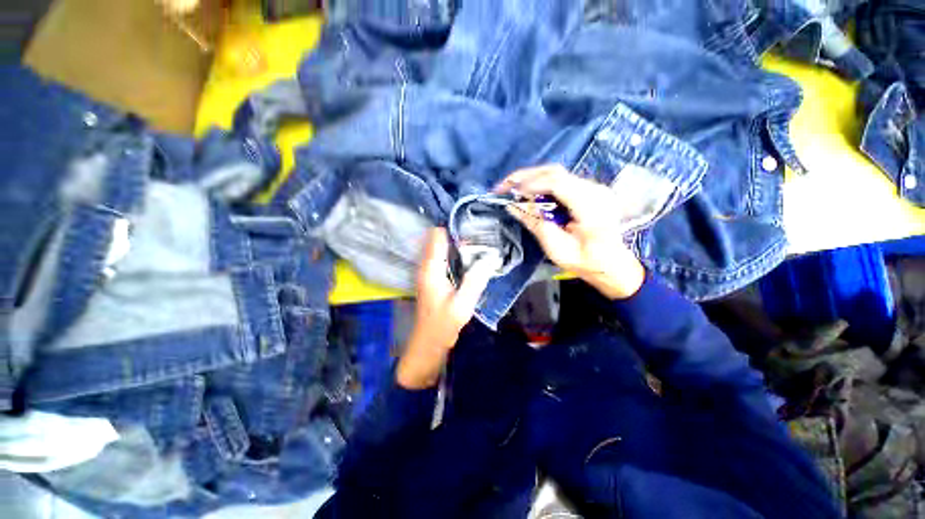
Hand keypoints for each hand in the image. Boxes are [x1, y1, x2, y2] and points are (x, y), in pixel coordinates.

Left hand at [396, 228, 494, 388]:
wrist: (428, 342)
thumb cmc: (443, 324)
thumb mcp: (463, 304)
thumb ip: (476, 279)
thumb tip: (491, 256)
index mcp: (431, 268)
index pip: (437, 235)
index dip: (455, 229)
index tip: (474, 231)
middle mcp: (426, 265)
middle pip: (439, 238)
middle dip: (458, 235)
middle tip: (480, 239)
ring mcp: (427, 271)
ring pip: (440, 247)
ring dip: (457, 245)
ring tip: (478, 247)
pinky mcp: (431, 277)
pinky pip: (442, 256)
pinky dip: (454, 254)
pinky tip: (469, 260)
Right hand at [495, 165, 644, 299]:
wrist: (611, 264)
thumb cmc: (585, 262)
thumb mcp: (557, 249)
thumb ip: (536, 224)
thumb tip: (513, 206)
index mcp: (591, 207)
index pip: (558, 183)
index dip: (530, 184)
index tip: (510, 193)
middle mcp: (595, 190)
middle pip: (555, 172)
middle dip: (526, 176)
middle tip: (503, 186)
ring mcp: (593, 187)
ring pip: (556, 173)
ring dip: (531, 179)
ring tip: (512, 188)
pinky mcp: (588, 190)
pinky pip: (560, 180)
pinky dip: (541, 184)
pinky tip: (529, 192)